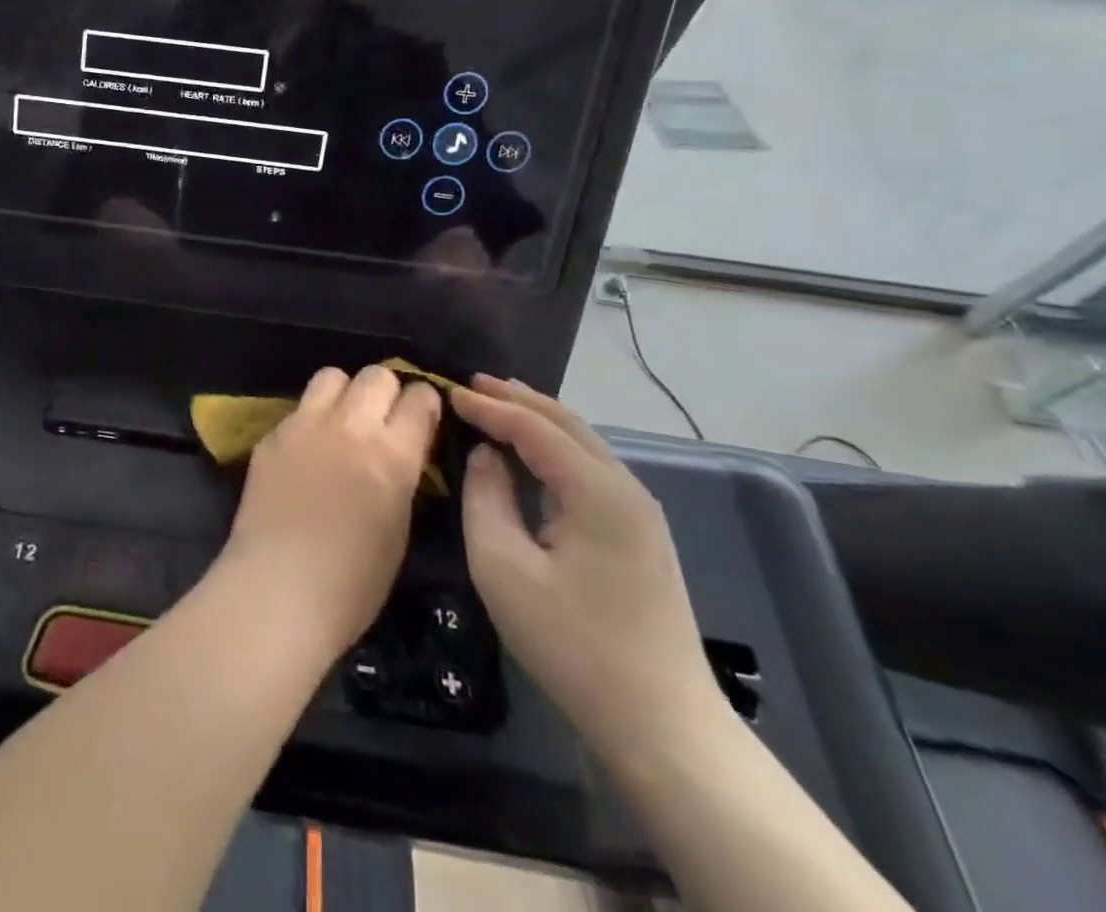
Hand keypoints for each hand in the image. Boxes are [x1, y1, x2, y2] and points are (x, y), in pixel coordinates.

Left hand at [222, 365, 440, 659]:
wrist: (277, 588)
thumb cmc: (353, 582)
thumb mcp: (399, 527)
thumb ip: (403, 475)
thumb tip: (401, 452)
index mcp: (392, 454)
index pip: (420, 398)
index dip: (425, 404)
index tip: (423, 418)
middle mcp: (350, 426)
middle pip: (376, 375)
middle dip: (387, 391)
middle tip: (383, 419)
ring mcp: (304, 424)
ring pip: (332, 375)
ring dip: (344, 392)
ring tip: (343, 422)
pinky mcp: (271, 434)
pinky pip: (299, 408)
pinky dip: (310, 419)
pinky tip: (307, 450)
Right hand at [452, 377, 724, 765]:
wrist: (663, 727)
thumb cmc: (572, 644)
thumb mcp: (503, 567)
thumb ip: (485, 498)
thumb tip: (485, 457)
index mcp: (597, 491)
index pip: (534, 428)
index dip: (489, 406)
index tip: (448, 391)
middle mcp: (627, 489)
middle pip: (568, 424)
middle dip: (518, 398)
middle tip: (472, 383)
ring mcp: (640, 514)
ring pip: (583, 444)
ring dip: (539, 420)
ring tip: (497, 405)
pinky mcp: (641, 537)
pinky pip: (591, 471)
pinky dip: (555, 448)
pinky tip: (532, 454)